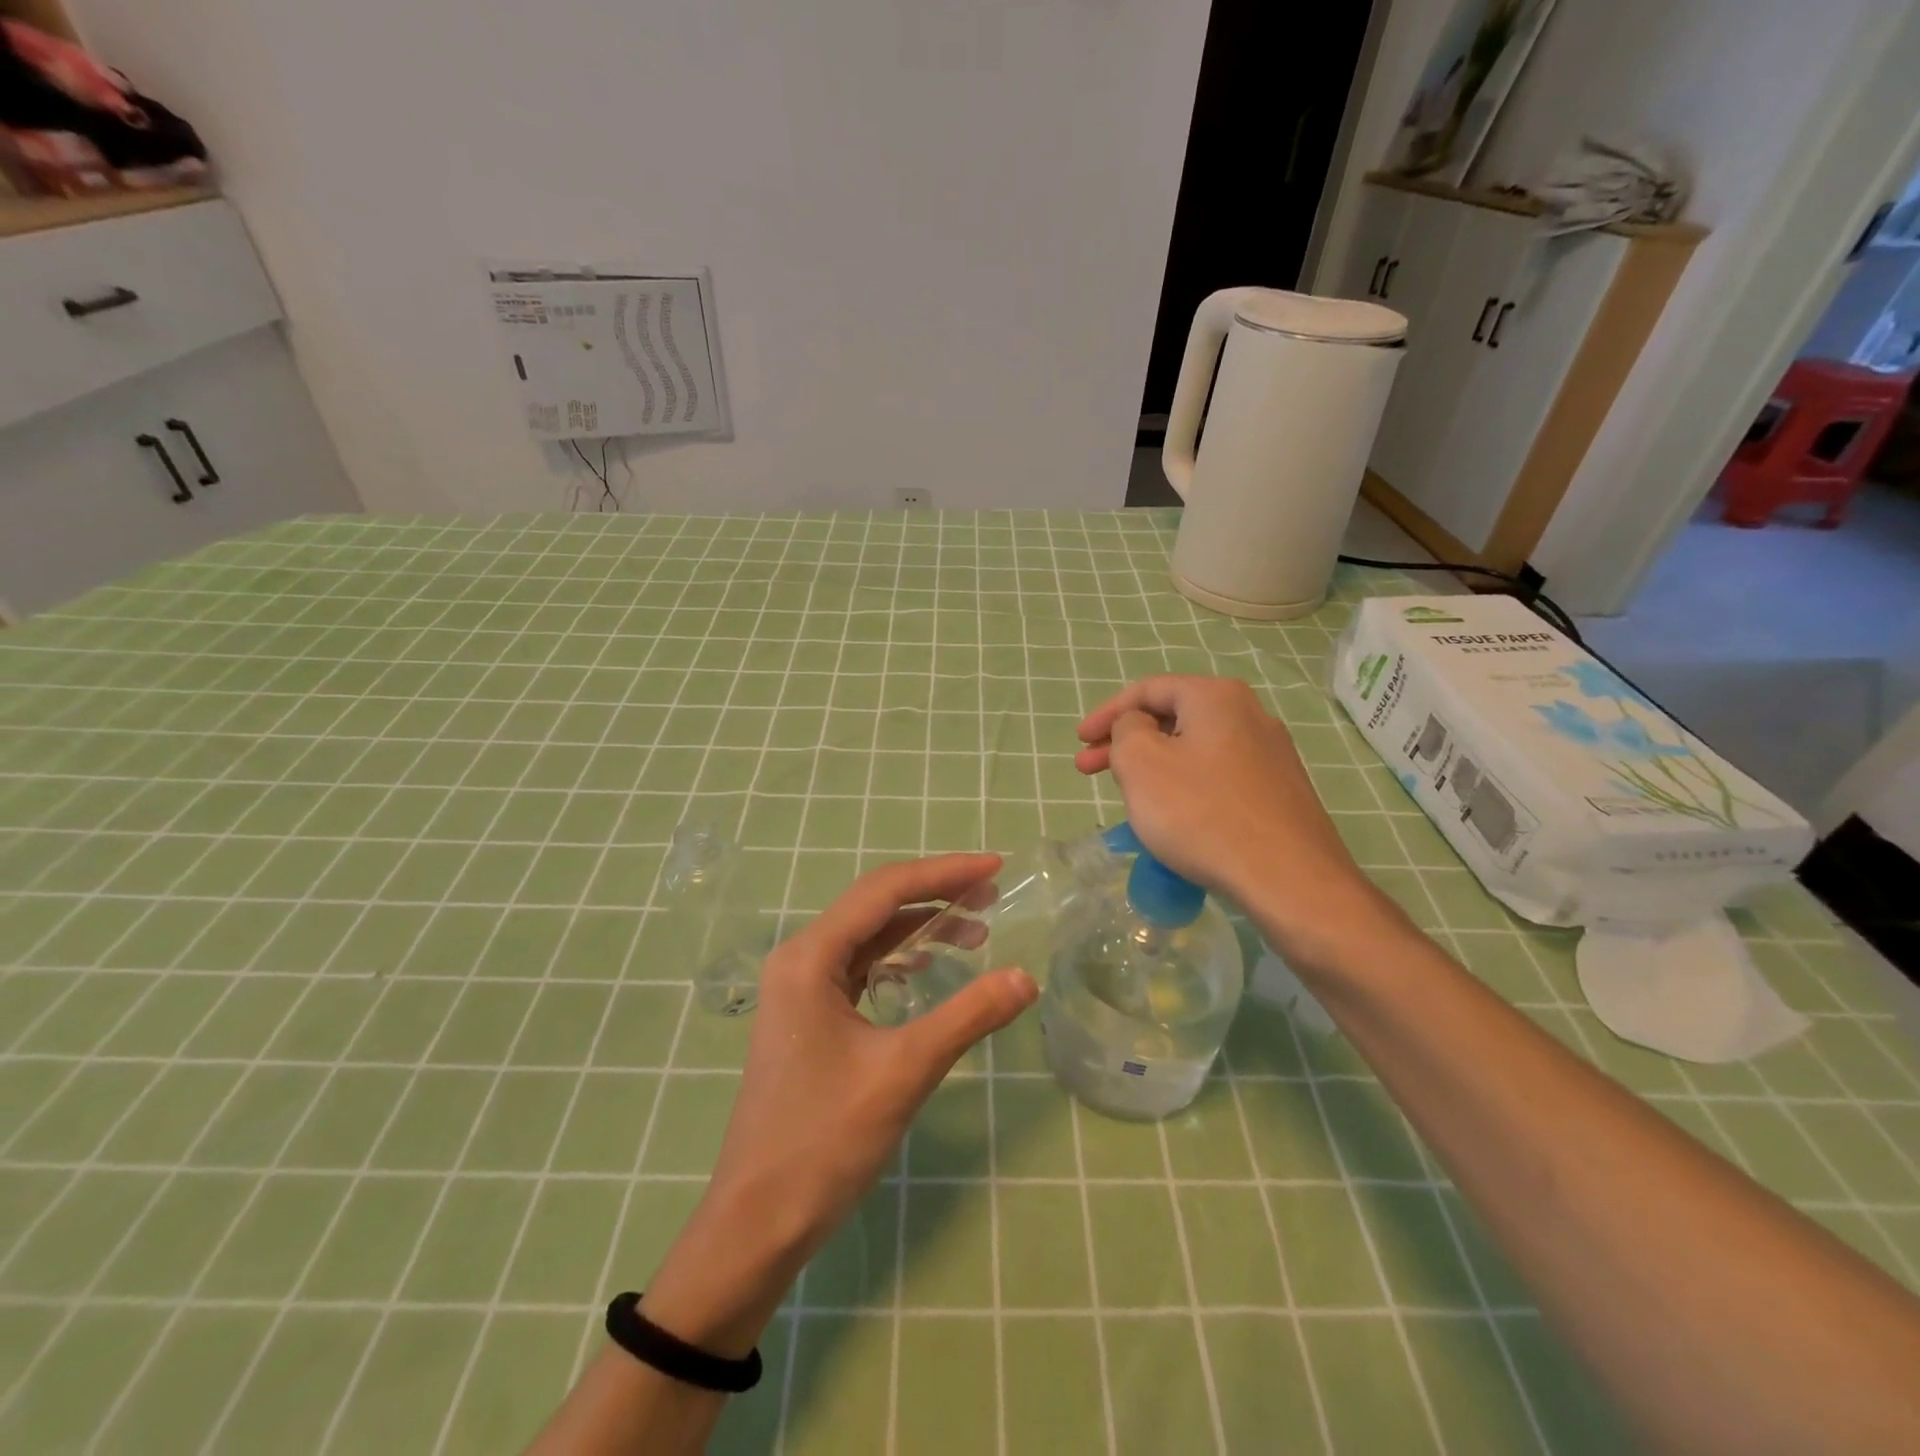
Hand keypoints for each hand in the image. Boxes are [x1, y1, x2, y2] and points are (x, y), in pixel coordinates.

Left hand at [640, 854, 1036, 1355]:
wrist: (756, 1223)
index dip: (944, 873)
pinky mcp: (809, 1017)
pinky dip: (900, 959)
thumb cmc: (824, 1142)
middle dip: (935, 895)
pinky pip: (860, 968)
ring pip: (869, 937)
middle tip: (992, 896)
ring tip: (975, 932)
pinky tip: (930, 968)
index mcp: (810, 957)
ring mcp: (800, 989)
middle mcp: (800, 959)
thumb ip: (968, 1017)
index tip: (995, 867)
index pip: (884, 891)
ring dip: (920, 928)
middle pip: (875, 906)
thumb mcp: (904, 1072)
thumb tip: (1026, 978)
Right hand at [1075, 676, 1380, 954]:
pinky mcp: (1279, 791)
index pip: (1148, 690)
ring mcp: (1270, 754)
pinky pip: (1217, 776)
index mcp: (1216, 697)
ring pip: (1194, 749)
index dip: (1106, 713)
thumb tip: (1138, 726)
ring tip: (1126, 794)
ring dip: (1153, 765)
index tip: (1079, 741)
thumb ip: (1126, 730)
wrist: (1288, 879)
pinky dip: (1184, 785)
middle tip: (1087, 769)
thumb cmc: (1202, 813)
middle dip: (1124, 742)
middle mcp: (1249, 714)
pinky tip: (1172, 815)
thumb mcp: (1141, 763)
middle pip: (1172, 717)